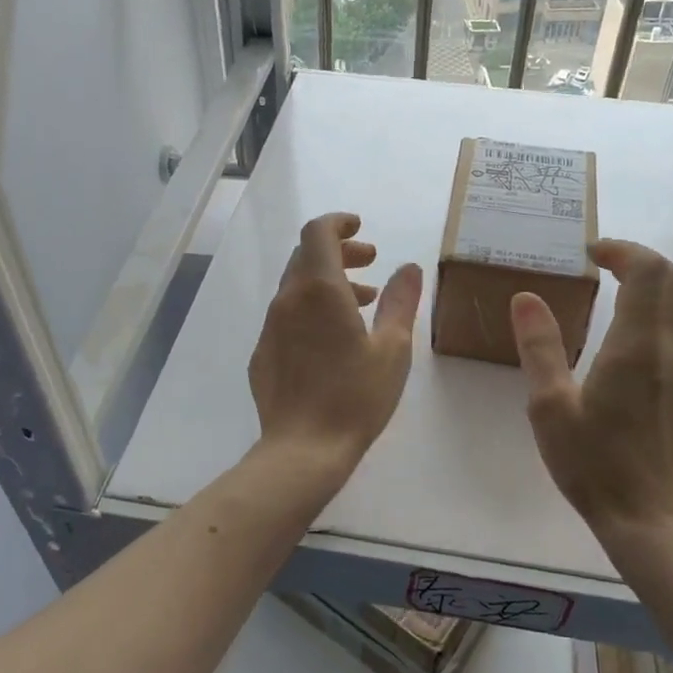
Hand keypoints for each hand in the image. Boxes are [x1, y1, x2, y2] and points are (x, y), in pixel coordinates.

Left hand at [249, 213, 422, 479]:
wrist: (303, 449)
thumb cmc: (355, 396)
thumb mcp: (392, 349)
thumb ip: (401, 302)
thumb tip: (409, 267)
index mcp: (319, 290)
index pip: (318, 233)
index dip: (338, 222)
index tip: (360, 227)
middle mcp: (288, 300)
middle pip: (306, 257)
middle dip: (339, 252)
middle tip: (371, 263)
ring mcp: (270, 327)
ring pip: (297, 288)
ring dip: (328, 283)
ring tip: (363, 302)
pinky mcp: (263, 354)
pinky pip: (287, 316)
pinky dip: (311, 310)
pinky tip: (333, 340)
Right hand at [510, 239, 672, 539]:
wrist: (650, 517)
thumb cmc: (593, 463)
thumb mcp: (549, 406)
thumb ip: (540, 346)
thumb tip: (526, 297)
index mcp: (637, 346)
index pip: (648, 271)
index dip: (622, 250)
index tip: (591, 254)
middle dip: (641, 260)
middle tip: (604, 267)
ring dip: (658, 285)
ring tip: (620, 293)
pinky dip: (669, 313)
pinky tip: (641, 336)